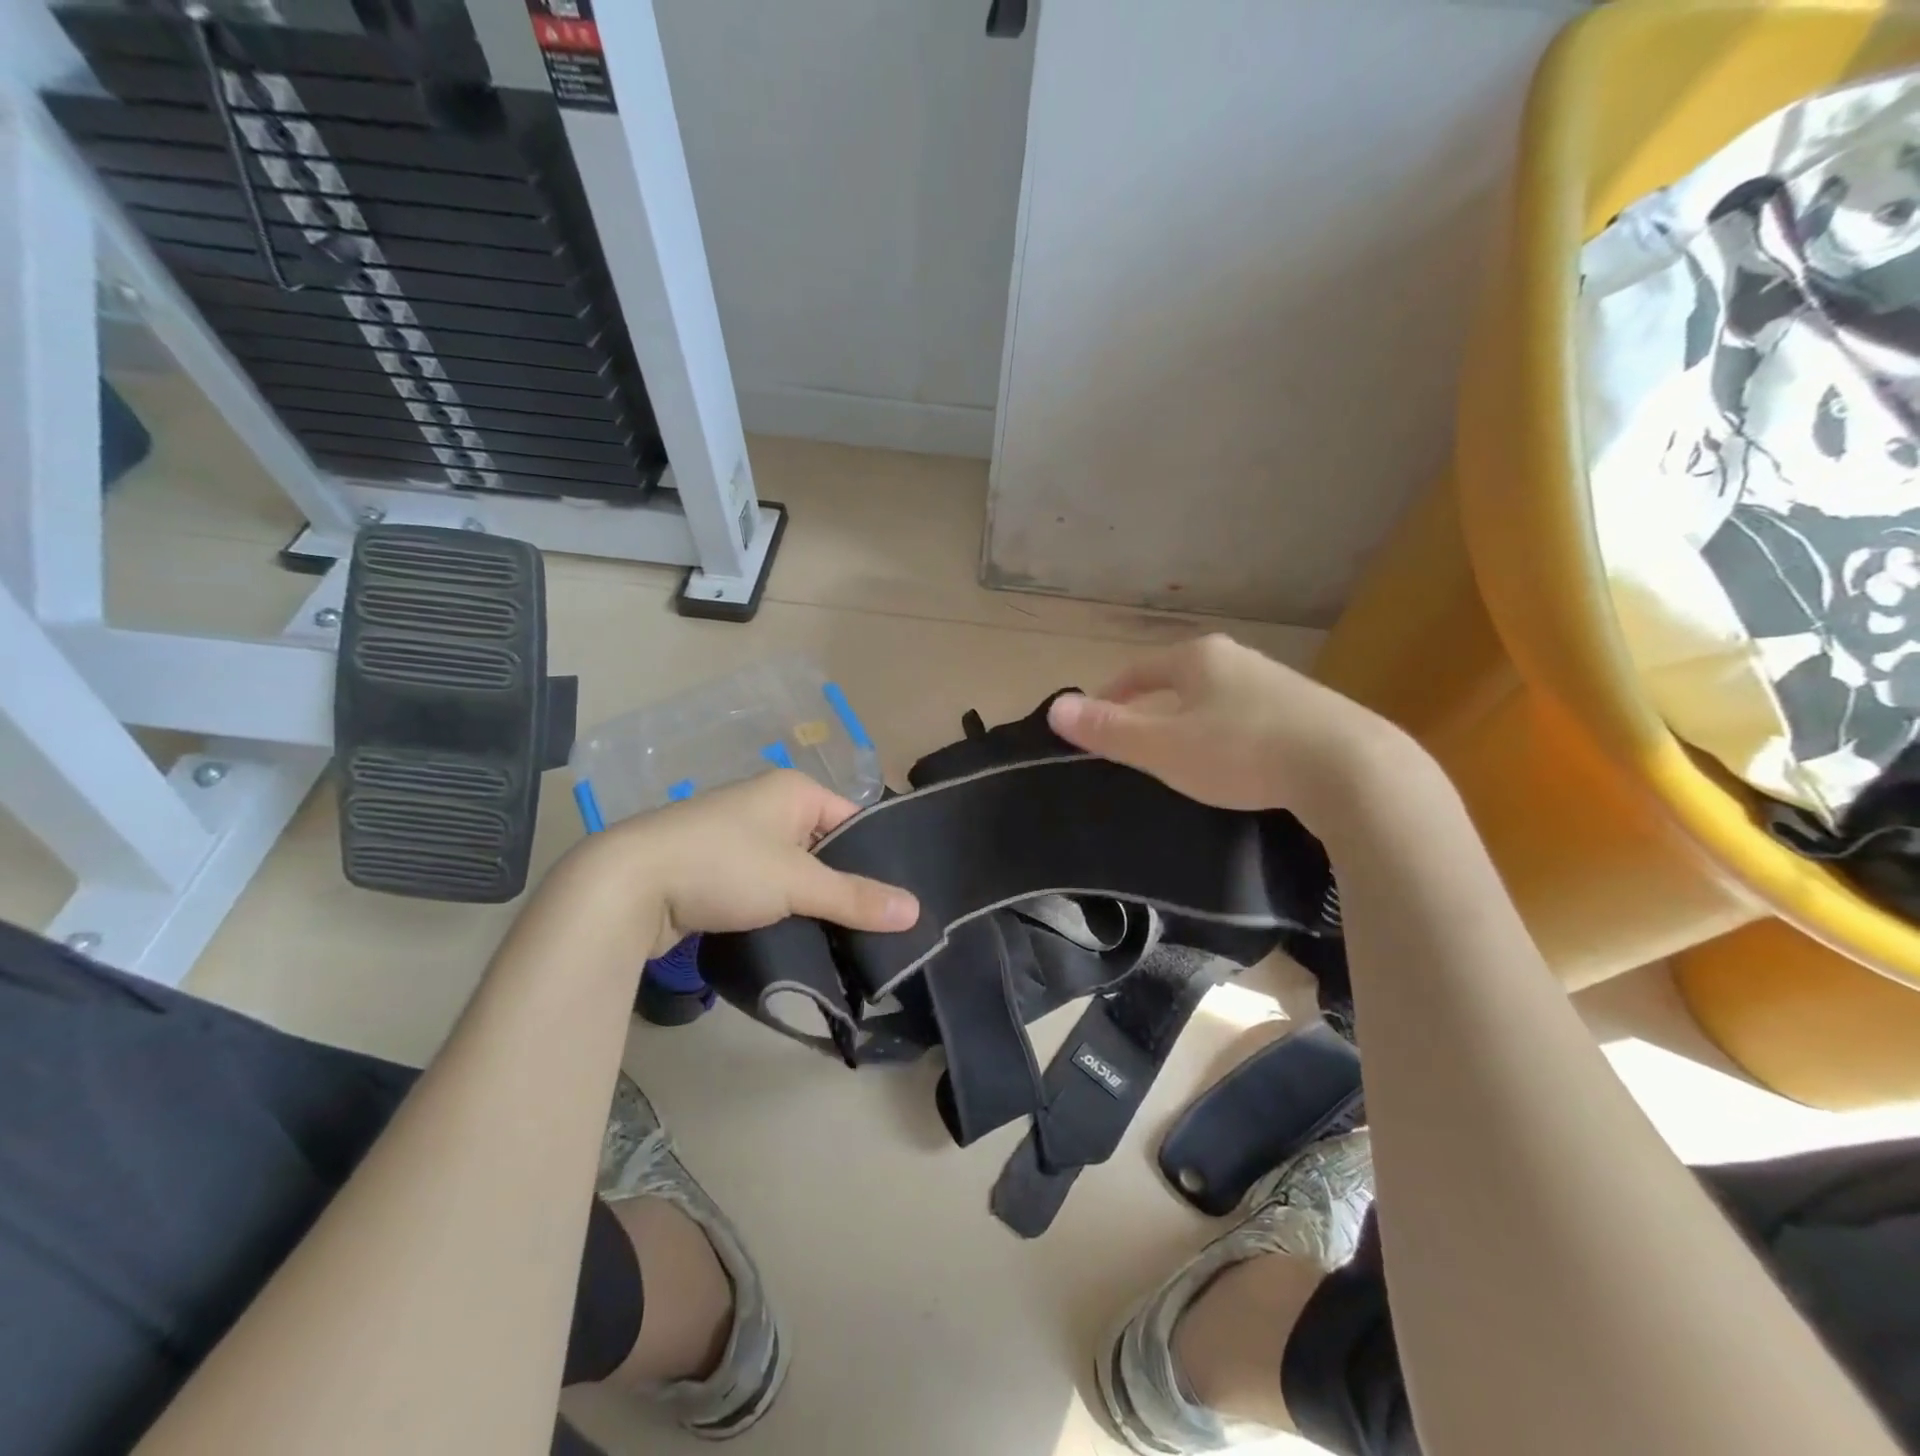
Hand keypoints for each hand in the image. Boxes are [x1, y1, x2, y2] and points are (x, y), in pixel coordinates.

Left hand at [576, 771, 918, 956]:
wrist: (627, 885)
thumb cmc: (723, 865)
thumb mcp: (797, 882)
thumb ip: (855, 897)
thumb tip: (916, 911)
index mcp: (794, 790)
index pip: (854, 821)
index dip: (876, 859)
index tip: (895, 903)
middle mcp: (769, 804)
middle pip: (825, 848)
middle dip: (843, 886)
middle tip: (875, 929)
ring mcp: (739, 836)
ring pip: (794, 872)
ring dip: (810, 903)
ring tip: (842, 941)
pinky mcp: (715, 868)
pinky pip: (764, 886)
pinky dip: (780, 909)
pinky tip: (796, 938)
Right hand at [1045, 634, 1416, 825]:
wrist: (1350, 768)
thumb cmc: (1242, 751)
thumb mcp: (1164, 747)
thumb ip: (1109, 730)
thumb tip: (1056, 708)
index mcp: (1198, 658)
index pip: (1138, 670)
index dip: (1111, 695)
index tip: (1096, 723)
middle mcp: (1238, 659)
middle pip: (1178, 681)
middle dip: (1153, 708)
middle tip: (1136, 745)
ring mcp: (1278, 683)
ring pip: (1217, 699)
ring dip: (1193, 722)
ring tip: (1184, 758)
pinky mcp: (1310, 711)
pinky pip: (1251, 717)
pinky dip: (1230, 735)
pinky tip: (1239, 764)